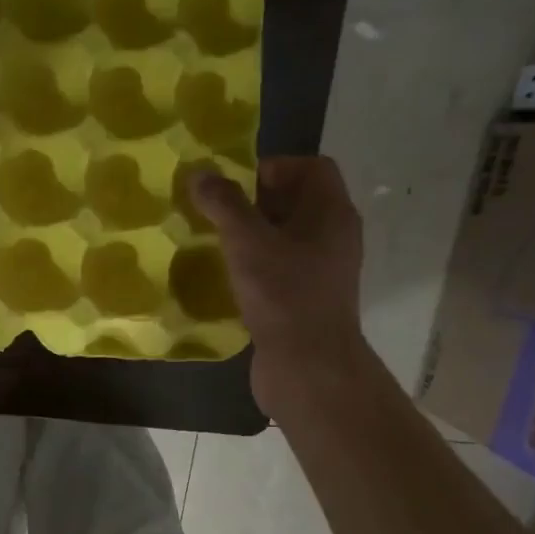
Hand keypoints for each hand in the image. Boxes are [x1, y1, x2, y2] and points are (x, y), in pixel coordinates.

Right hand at [191, 156, 366, 418]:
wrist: (307, 366)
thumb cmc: (283, 296)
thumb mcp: (248, 244)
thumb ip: (225, 205)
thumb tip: (200, 173)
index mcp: (331, 213)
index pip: (312, 168)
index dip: (274, 167)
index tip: (234, 185)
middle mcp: (333, 236)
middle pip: (297, 202)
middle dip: (256, 201)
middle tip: (217, 212)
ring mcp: (322, 270)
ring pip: (286, 237)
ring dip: (253, 235)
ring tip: (216, 242)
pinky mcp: (306, 299)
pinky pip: (281, 267)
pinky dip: (256, 265)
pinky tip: (228, 277)